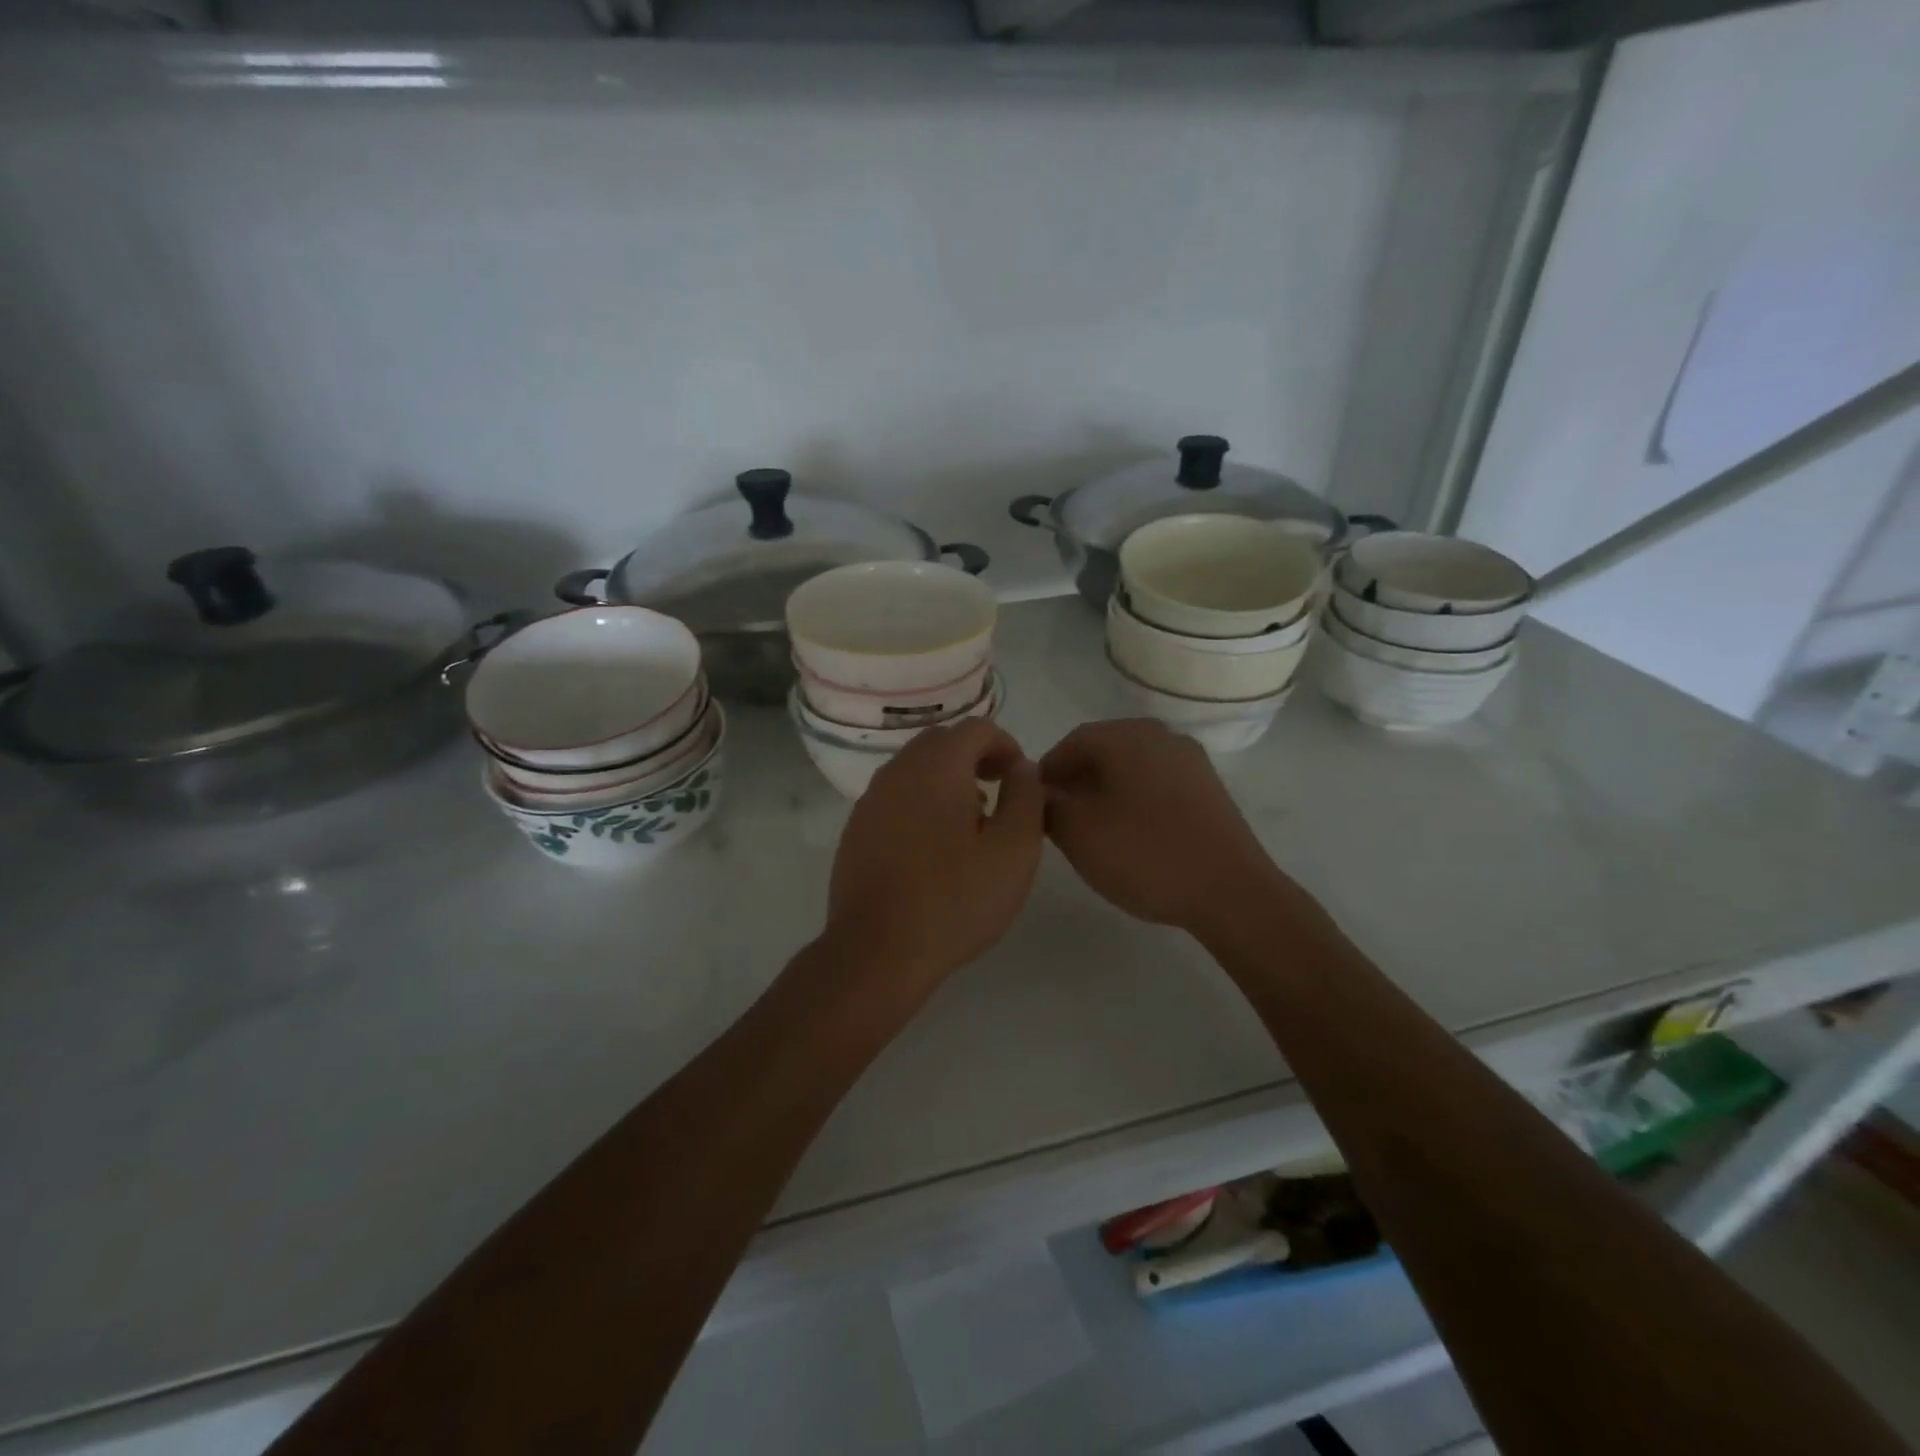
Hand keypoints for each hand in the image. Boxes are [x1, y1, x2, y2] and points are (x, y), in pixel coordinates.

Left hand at [823, 718, 1044, 993]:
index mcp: (937, 767)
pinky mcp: (856, 829)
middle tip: (998, 790)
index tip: (1020, 778)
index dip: (1006, 745)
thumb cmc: (956, 899)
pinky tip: (934, 847)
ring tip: (971, 821)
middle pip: (941, 742)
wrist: (877, 951)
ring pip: (915, 769)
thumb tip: (1022, 768)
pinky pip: (895, 797)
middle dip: (974, 757)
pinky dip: (920, 802)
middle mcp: (898, 771)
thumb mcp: (1014, 850)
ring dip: (947, 779)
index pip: (976, 729)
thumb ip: (1026, 797)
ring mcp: (870, 800)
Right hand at [1040, 719, 1280, 933]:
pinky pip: (1157, 782)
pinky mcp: (1209, 788)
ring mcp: (1190, 761)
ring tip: (1092, 830)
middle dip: (1075, 781)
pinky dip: (1134, 799)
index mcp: (1126, 736)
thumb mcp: (1078, 833)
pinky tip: (1130, 834)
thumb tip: (1039, 790)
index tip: (1033, 805)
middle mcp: (1160, 736)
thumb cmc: (1145, 855)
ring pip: (1131, 767)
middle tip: (1058, 818)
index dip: (1046, 772)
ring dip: (1104, 790)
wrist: (1231, 891)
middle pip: (1103, 750)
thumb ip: (1047, 805)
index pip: (1071, 742)